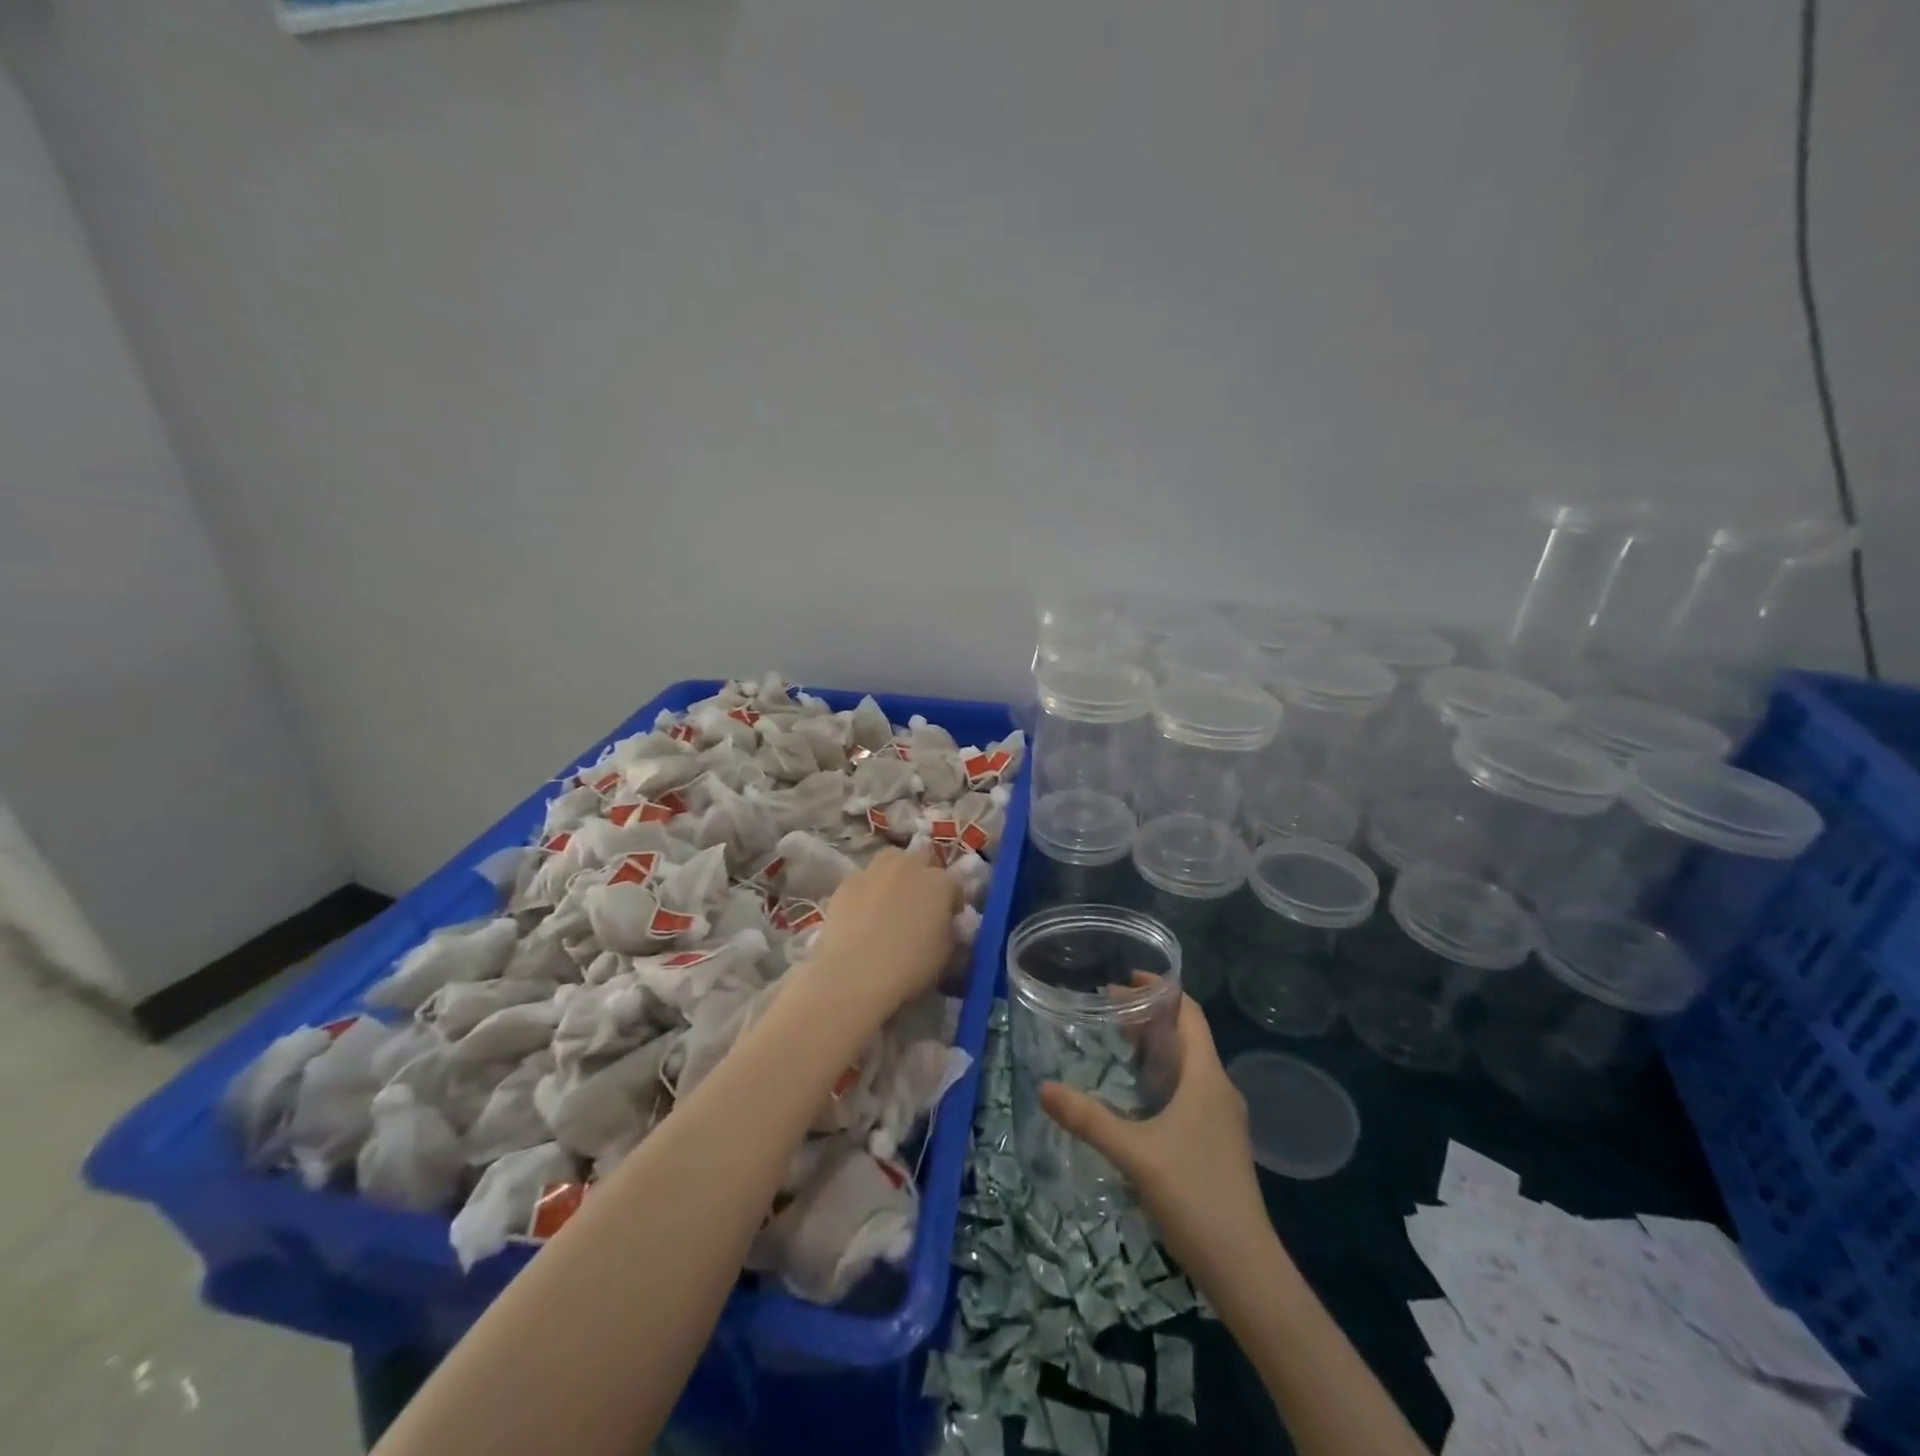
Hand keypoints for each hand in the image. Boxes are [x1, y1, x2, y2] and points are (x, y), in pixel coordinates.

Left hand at [804, 847, 959, 1021]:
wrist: (855, 975)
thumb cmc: (910, 967)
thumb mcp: (947, 953)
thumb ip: (950, 929)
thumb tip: (945, 924)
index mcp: (940, 883)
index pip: (955, 885)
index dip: (953, 902)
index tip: (949, 920)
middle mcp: (909, 866)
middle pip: (923, 859)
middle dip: (926, 875)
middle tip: (921, 903)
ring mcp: (875, 870)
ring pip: (891, 859)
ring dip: (896, 872)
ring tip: (891, 899)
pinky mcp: (847, 882)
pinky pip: (864, 878)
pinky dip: (868, 889)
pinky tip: (863, 912)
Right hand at [1040, 995, 1274, 1291]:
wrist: (1245, 1268)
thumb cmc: (1193, 1195)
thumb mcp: (1134, 1153)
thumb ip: (1088, 1118)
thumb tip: (1043, 1087)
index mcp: (1207, 1077)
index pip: (1190, 1013)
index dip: (1163, 990)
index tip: (1127, 978)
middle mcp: (1219, 1089)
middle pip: (1187, 1036)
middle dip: (1150, 1017)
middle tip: (1108, 1010)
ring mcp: (1222, 1118)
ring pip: (1189, 1065)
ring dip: (1157, 1048)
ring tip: (1118, 1044)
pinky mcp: (1218, 1142)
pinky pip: (1190, 1090)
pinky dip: (1163, 1076)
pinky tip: (1138, 1095)